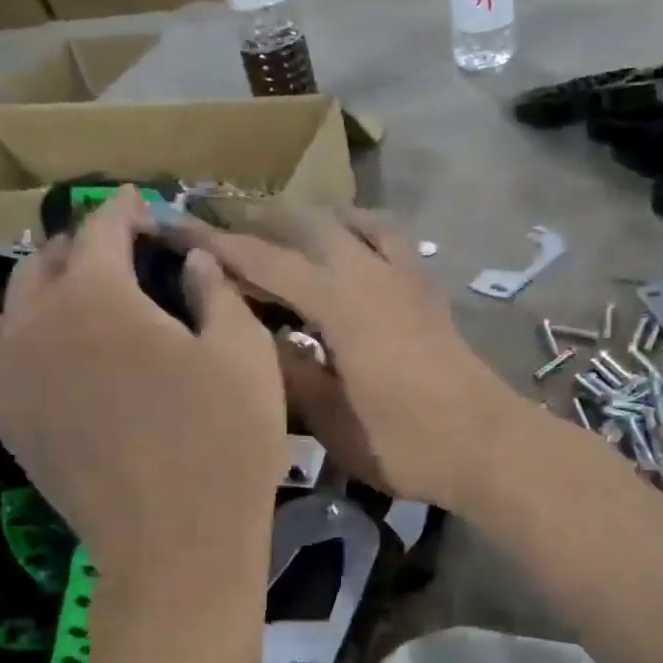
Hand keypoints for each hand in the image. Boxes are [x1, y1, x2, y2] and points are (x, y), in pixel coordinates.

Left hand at [0, 190, 285, 595]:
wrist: (174, 543)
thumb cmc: (223, 441)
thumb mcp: (244, 353)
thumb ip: (216, 290)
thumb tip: (192, 260)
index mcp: (99, 294)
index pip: (105, 228)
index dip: (128, 211)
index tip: (146, 207)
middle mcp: (37, 317)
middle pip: (52, 258)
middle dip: (86, 242)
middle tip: (120, 247)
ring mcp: (8, 367)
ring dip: (21, 267)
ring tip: (27, 255)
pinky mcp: (0, 411)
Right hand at [178, 206, 528, 511]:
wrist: (488, 445)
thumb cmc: (406, 442)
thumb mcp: (331, 420)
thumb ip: (287, 371)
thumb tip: (248, 336)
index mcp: (339, 303)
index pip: (266, 259)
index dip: (216, 242)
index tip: (174, 225)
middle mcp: (370, 273)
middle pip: (308, 223)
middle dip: (260, 218)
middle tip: (221, 224)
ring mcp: (405, 276)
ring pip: (352, 219)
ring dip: (311, 216)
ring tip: (281, 227)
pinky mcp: (427, 289)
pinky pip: (389, 237)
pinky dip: (360, 227)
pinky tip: (351, 244)